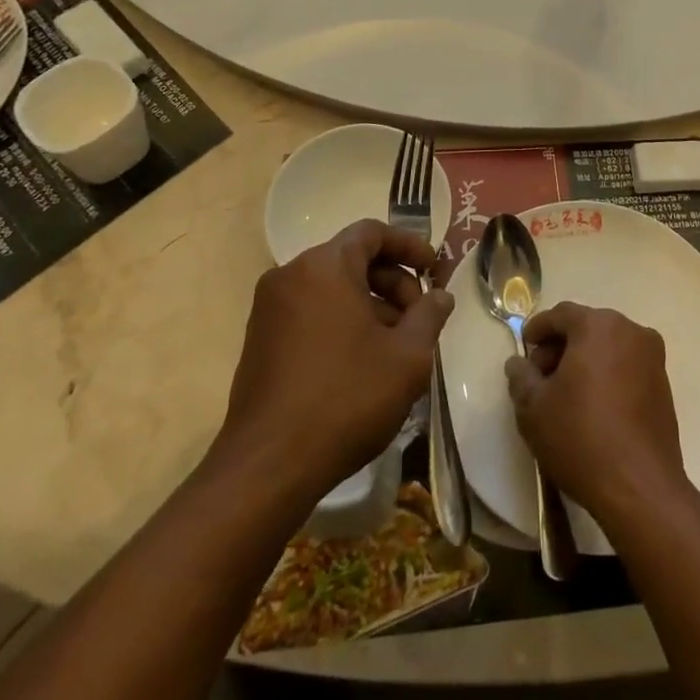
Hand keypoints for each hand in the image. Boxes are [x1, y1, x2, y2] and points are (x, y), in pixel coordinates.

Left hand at [215, 219, 450, 506]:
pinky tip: (363, 362)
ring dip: (370, 306)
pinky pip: (310, 312)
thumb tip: (440, 296)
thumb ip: (429, 315)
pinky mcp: (259, 341)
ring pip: (332, 289)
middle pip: (352, 259)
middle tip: (420, 317)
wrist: (268, 467)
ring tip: (397, 346)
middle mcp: (290, 276)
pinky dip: (341, 322)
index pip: (371, 232)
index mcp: (324, 266)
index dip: (409, 246)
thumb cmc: (346, 398)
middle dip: (393, 282)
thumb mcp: (407, 356)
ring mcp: (269, 310)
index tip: (435, 270)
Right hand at [505, 303, 688, 528]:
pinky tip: (592, 407)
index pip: (561, 314)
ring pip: (608, 347)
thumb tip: (518, 363)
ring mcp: (652, 358)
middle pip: (587, 328)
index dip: (538, 329)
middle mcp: (630, 331)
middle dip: (561, 347)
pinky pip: (627, 367)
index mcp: (598, 325)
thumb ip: (521, 377)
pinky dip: (607, 375)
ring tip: (564, 395)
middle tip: (540, 377)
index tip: (524, 349)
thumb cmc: (580, 437)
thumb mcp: (534, 408)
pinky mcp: (664, 385)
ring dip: (584, 362)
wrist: (640, 488)